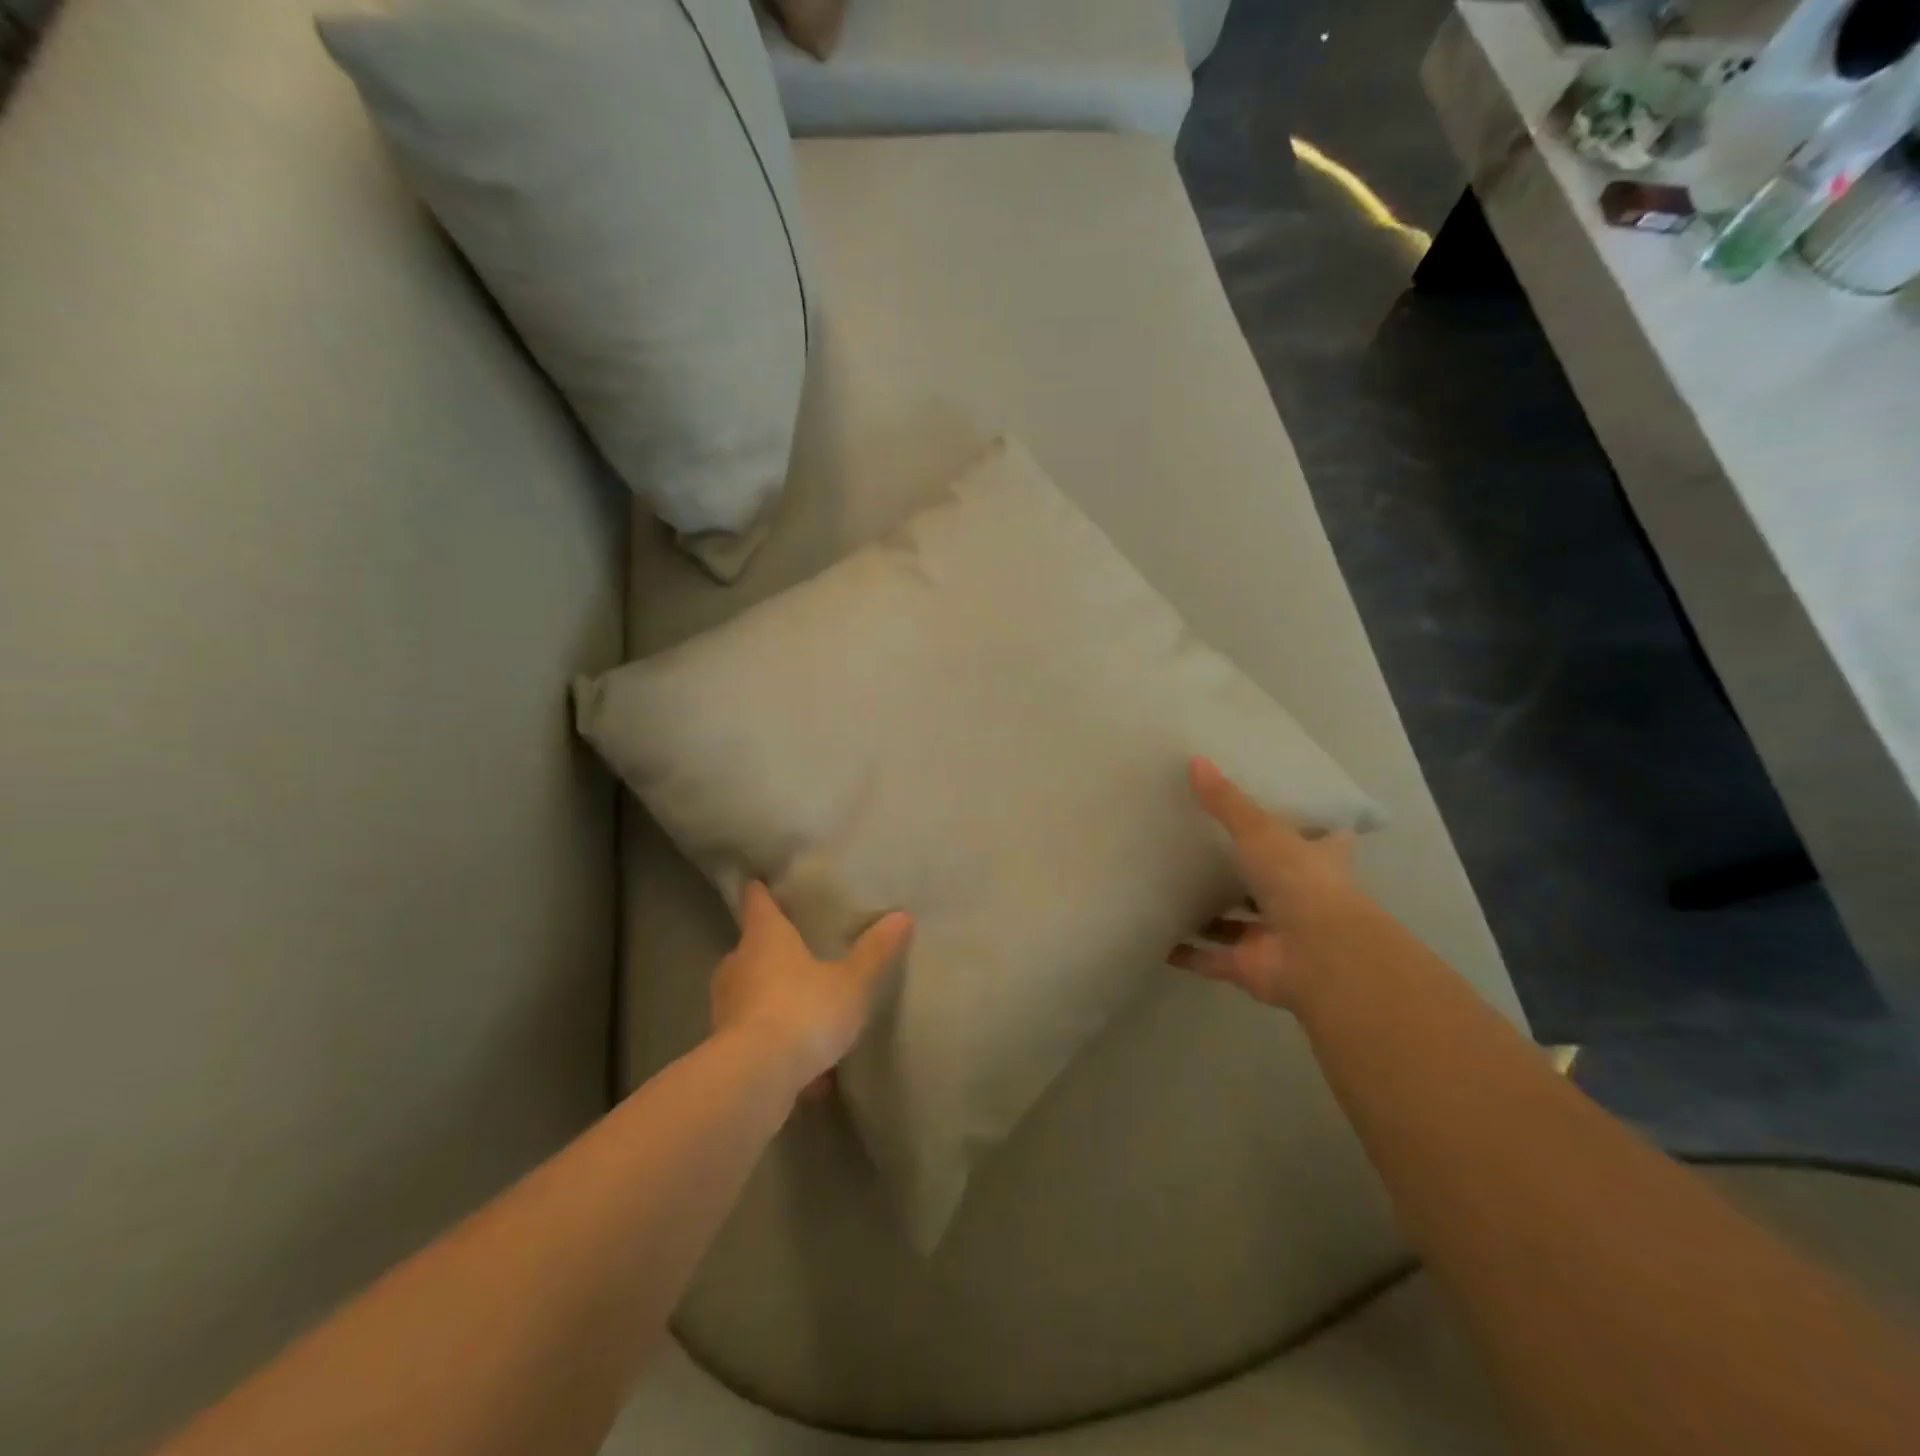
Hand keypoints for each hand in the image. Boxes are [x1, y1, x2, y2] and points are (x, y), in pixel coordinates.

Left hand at [710, 881, 912, 1099]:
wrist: (754, 1079)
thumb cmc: (804, 1011)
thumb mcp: (851, 982)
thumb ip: (874, 951)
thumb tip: (901, 915)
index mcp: (765, 938)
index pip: (757, 902)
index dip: (759, 892)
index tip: (758, 882)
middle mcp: (738, 965)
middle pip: (750, 948)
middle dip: (770, 951)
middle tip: (797, 950)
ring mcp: (726, 1008)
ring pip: (750, 994)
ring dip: (773, 1001)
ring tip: (808, 1013)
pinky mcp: (724, 1048)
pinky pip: (757, 1037)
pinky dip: (777, 1045)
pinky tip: (809, 1073)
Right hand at [1170, 756, 1369, 1011]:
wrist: (1315, 953)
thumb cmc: (1298, 880)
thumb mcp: (1259, 830)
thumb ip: (1226, 801)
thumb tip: (1195, 760)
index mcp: (1315, 863)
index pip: (1321, 842)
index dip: (1310, 831)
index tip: (1292, 817)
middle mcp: (1299, 900)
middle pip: (1272, 886)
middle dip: (1246, 877)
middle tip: (1205, 854)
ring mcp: (1274, 937)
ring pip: (1238, 925)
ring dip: (1211, 918)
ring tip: (1173, 893)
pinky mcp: (1249, 967)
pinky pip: (1211, 958)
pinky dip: (1188, 954)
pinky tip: (1159, 940)